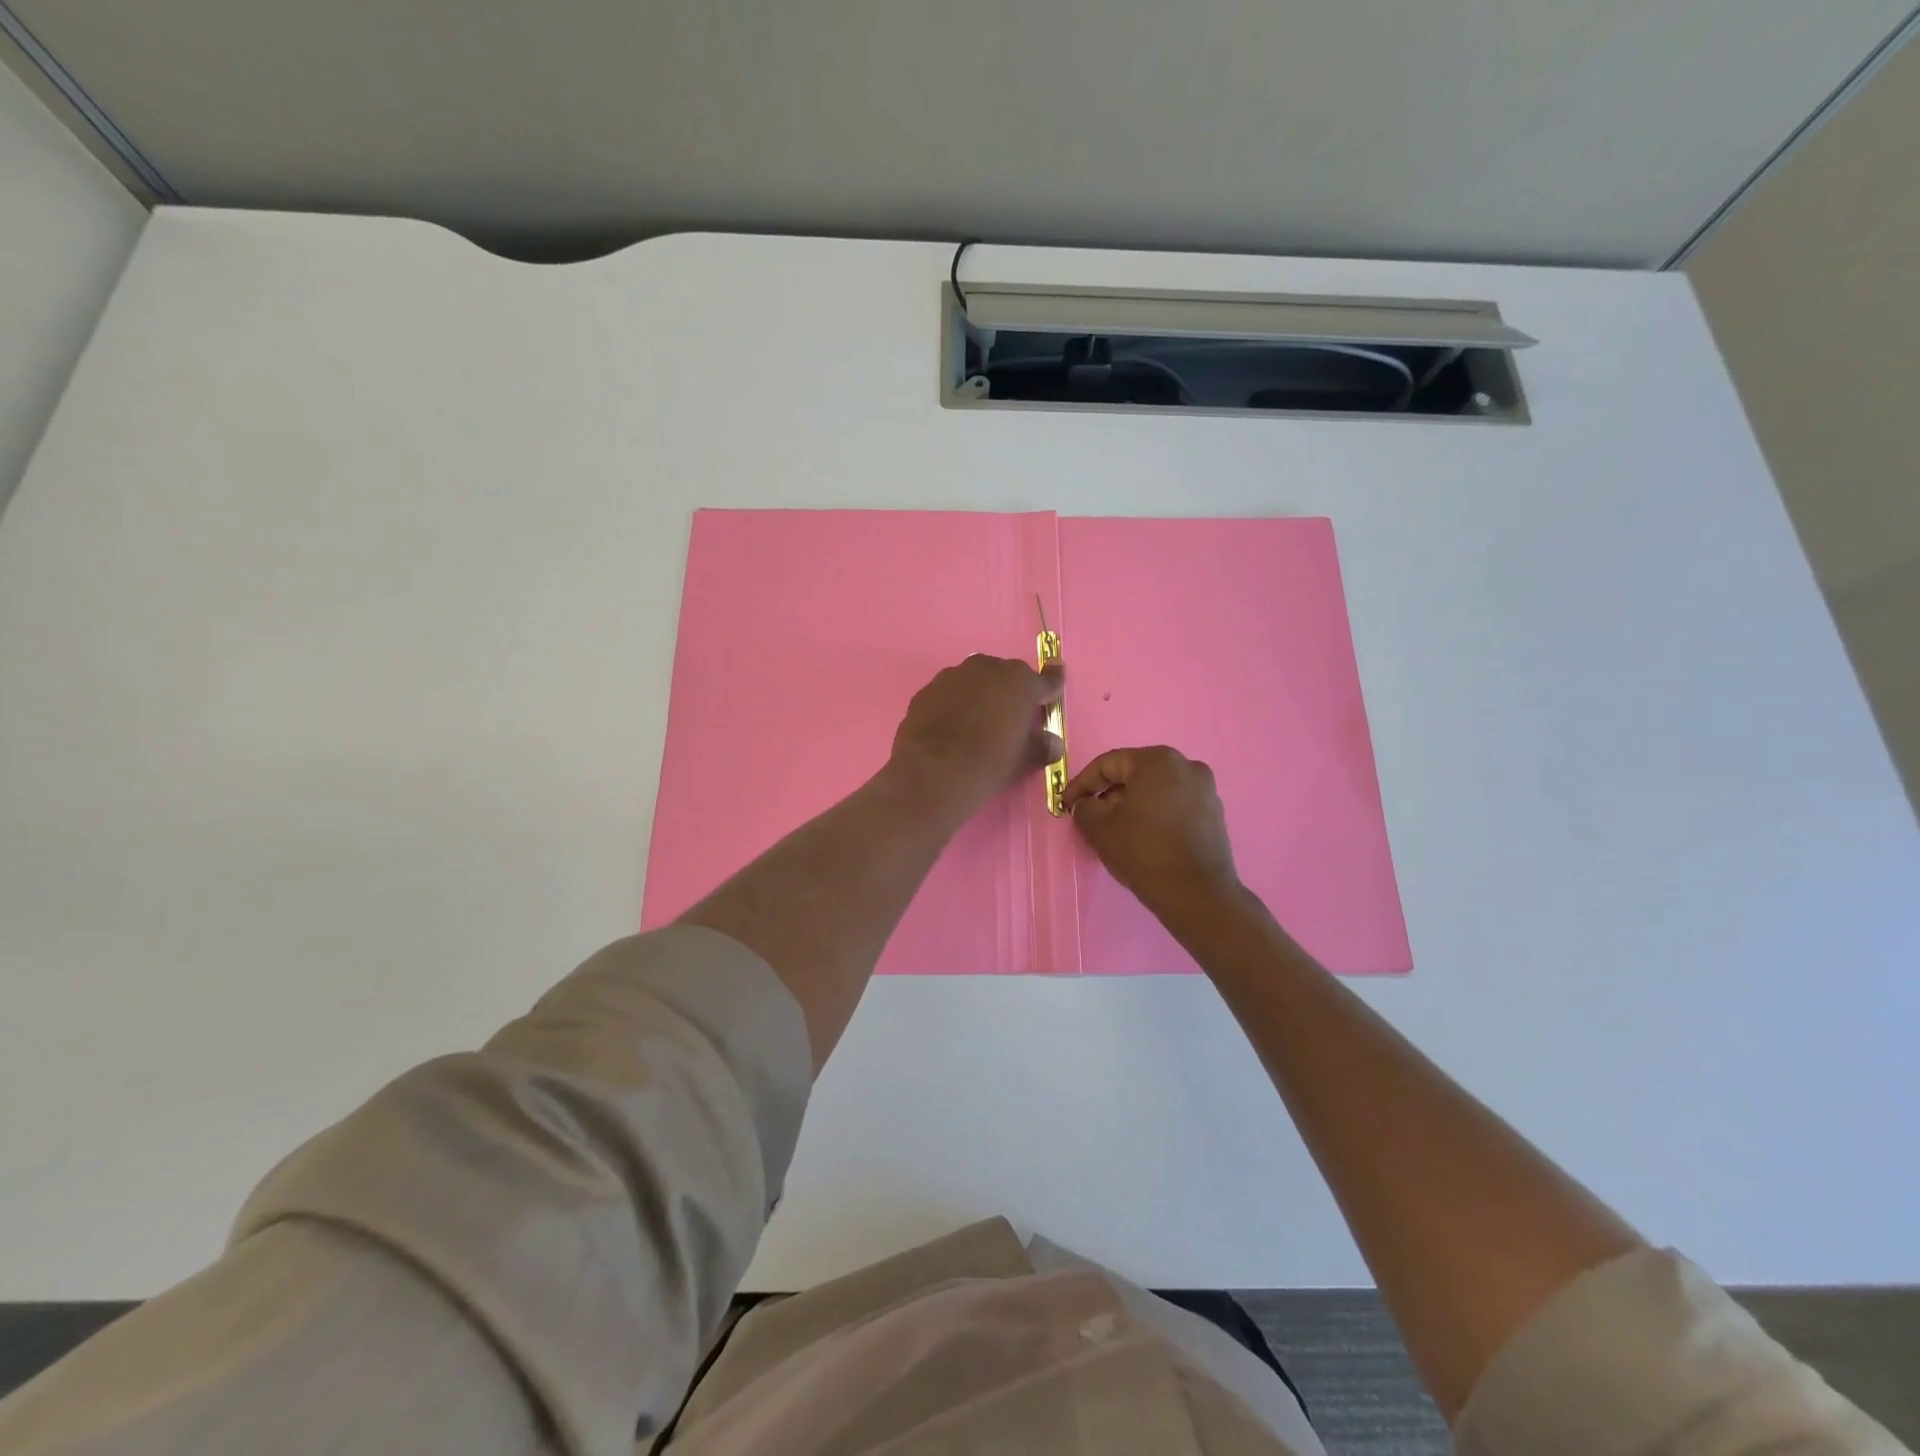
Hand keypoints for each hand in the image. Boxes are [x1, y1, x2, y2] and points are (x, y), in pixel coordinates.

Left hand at [888, 655, 1065, 816]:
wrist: (935, 771)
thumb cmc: (990, 762)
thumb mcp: (1024, 759)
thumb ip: (1041, 747)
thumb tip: (1053, 744)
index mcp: (1020, 682)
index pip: (1044, 681)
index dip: (1051, 686)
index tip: (1054, 687)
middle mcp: (987, 668)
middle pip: (1005, 676)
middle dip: (1010, 692)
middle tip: (1009, 717)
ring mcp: (952, 676)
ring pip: (973, 680)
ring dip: (979, 694)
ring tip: (976, 722)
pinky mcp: (926, 691)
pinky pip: (947, 694)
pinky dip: (952, 705)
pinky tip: (949, 727)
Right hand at [1063, 746, 1242, 925]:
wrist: (1197, 895)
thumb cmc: (1144, 851)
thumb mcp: (1099, 828)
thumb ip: (1084, 808)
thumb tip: (1088, 804)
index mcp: (1158, 760)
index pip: (1108, 764)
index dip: (1082, 784)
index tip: (1066, 805)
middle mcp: (1186, 766)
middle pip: (1134, 775)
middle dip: (1107, 794)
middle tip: (1089, 817)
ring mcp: (1205, 790)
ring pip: (1155, 791)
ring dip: (1131, 805)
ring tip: (1114, 830)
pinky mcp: (1213, 814)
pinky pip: (1174, 805)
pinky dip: (1154, 815)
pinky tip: (1142, 838)